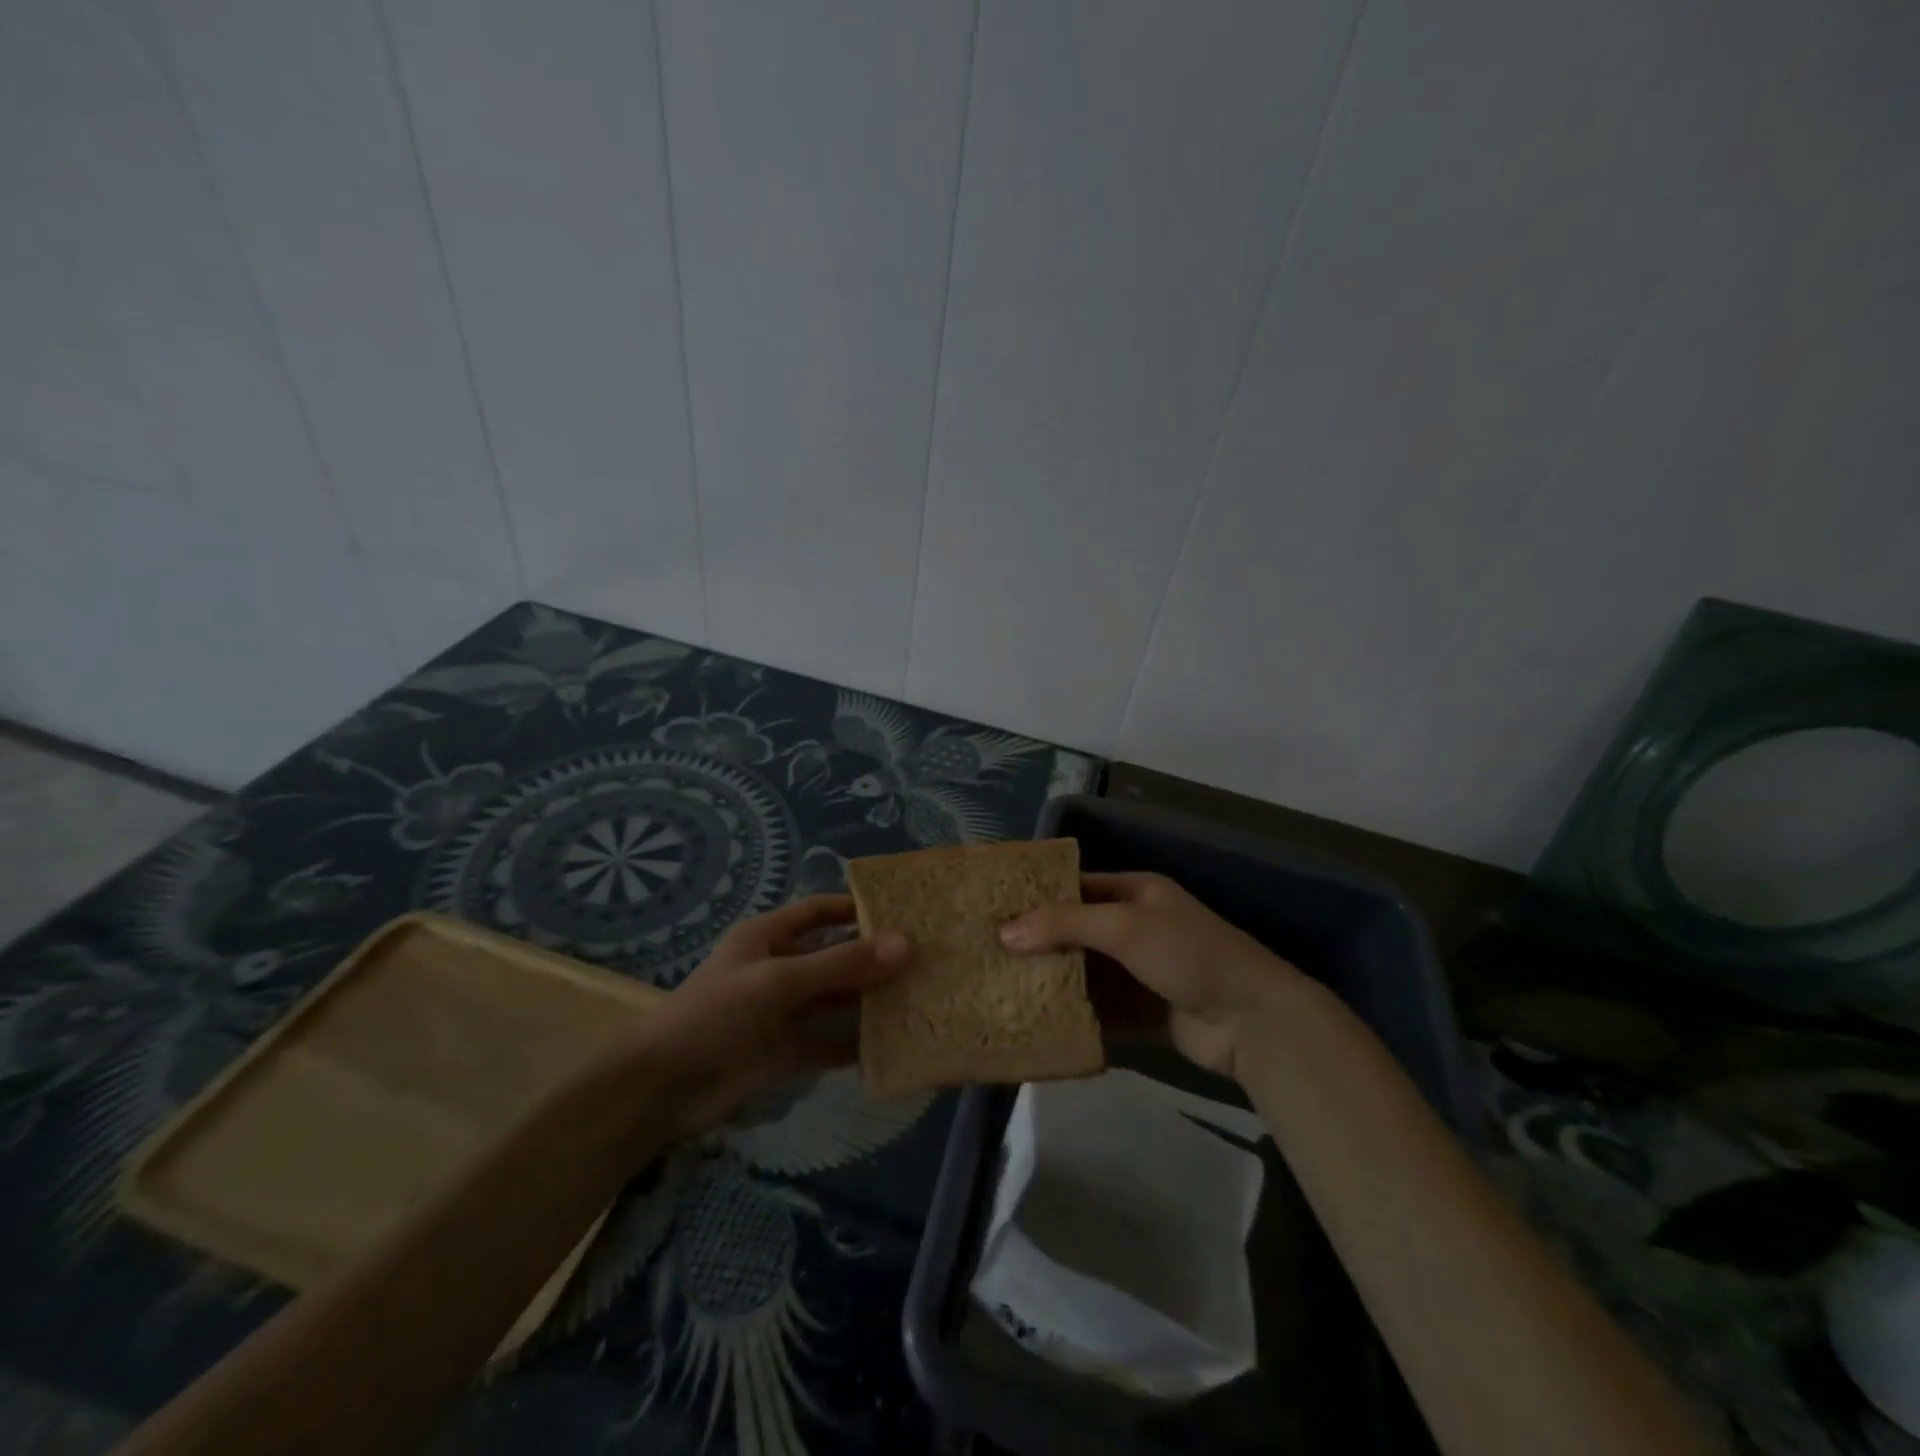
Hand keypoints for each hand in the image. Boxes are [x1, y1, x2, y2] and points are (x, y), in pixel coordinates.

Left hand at [639, 895, 907, 1137]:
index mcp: (769, 937)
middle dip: (874, 958)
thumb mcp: (779, 981)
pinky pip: (830, 1042)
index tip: (902, 911)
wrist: (661, 1090)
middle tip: (926, 959)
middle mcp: (780, 969)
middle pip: (835, 956)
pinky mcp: (786, 1051)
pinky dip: (856, 1045)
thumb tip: (905, 945)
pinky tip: (892, 1046)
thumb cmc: (717, 1015)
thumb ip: (841, 964)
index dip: (855, 908)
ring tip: (920, 998)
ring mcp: (784, 1012)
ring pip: (837, 1000)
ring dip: (870, 1001)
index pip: (820, 911)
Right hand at [999, 873, 1298, 1080]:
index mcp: (1136, 893)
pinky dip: (1075, 1016)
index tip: (994, 910)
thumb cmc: (1188, 954)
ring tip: (1003, 989)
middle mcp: (1136, 927)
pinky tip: (1038, 1024)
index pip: (1077, 887)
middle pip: (1077, 932)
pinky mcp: (1144, 1012)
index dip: (1038, 897)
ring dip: (1053, 981)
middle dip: (1039, 943)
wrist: (1252, 1021)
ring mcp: (1140, 972)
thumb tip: (1004, 932)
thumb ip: (1065, 924)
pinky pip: (1100, 1010)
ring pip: (1086, 973)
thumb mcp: (1124, 926)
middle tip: (989, 955)